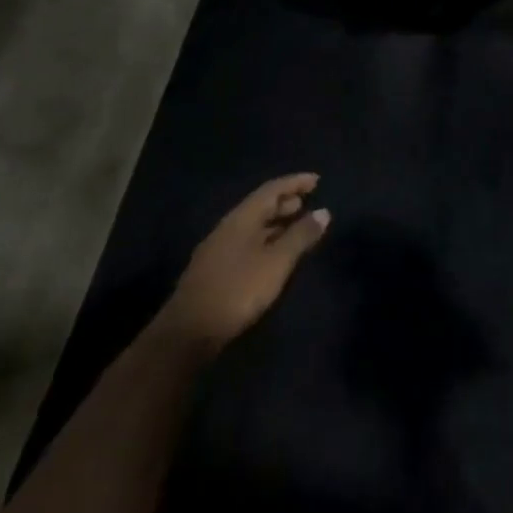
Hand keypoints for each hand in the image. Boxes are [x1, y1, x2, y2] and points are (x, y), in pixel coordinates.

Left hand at [157, 174, 329, 355]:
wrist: (189, 332)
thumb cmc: (238, 289)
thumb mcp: (276, 262)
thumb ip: (300, 236)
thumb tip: (323, 212)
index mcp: (242, 217)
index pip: (272, 189)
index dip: (295, 182)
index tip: (317, 180)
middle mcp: (229, 227)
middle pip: (260, 206)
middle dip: (285, 202)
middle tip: (308, 202)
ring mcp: (219, 249)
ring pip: (253, 226)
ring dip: (276, 222)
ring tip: (296, 226)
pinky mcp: (216, 271)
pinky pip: (247, 243)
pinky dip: (266, 240)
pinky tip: (274, 254)